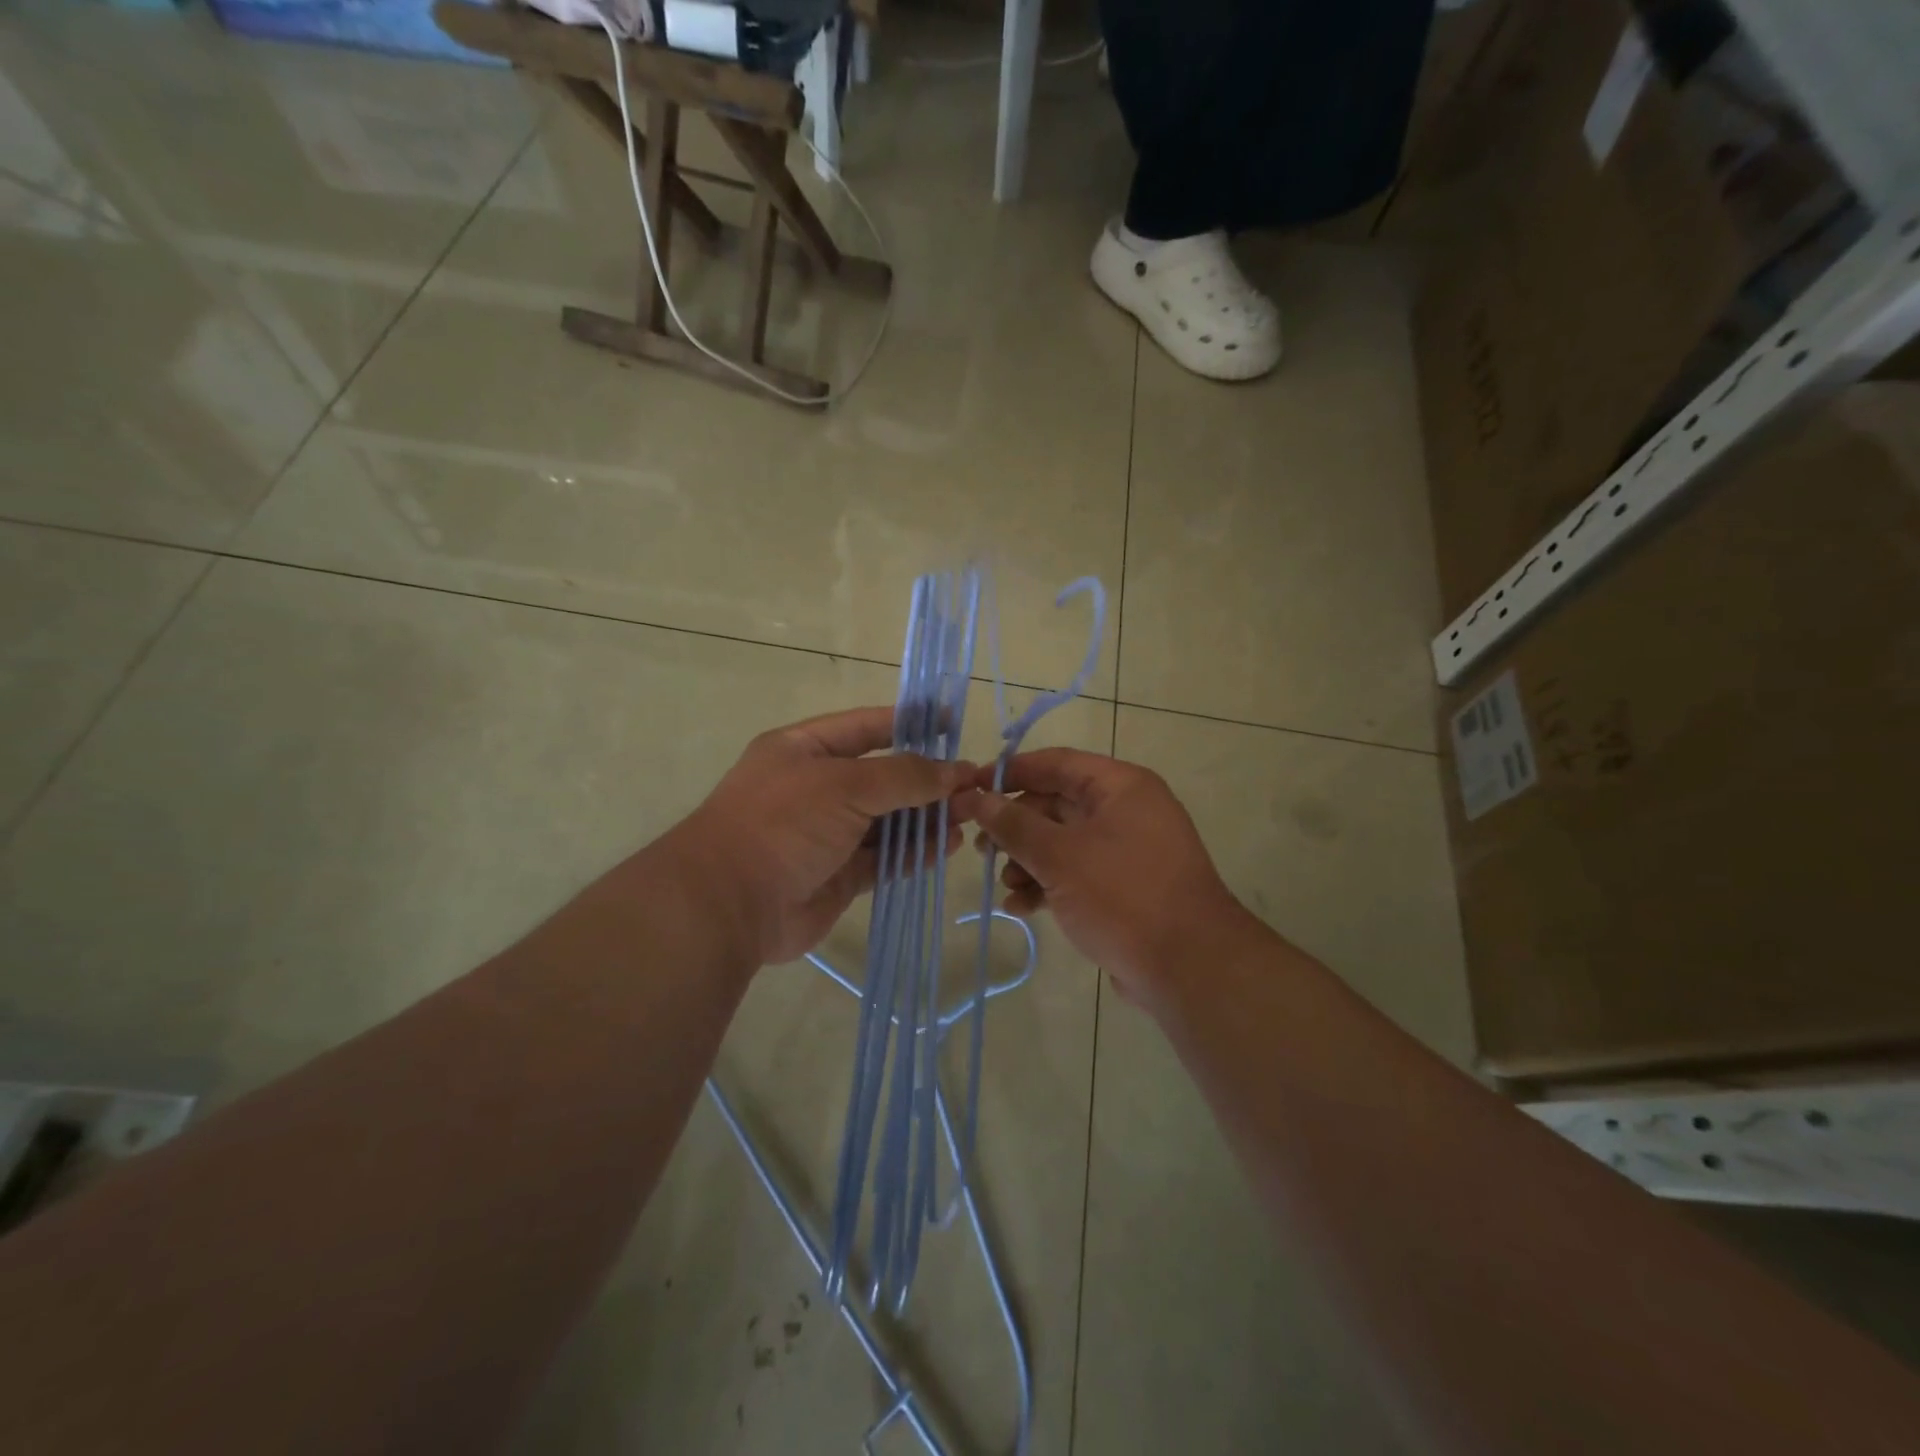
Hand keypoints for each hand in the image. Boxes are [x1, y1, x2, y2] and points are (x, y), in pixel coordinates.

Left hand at [672, 707, 974, 966]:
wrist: (729, 904)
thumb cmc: (783, 823)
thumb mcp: (845, 784)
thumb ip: (904, 776)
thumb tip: (956, 772)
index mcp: (804, 750)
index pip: (866, 727)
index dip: (909, 722)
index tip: (952, 722)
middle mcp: (815, 789)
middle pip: (882, 777)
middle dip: (926, 780)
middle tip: (973, 784)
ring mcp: (826, 835)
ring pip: (886, 821)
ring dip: (925, 818)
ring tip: (968, 815)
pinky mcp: (837, 876)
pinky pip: (883, 859)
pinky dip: (913, 852)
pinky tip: (945, 846)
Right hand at [965, 749, 1263, 1013]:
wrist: (1188, 967)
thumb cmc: (1123, 895)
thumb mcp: (1060, 856)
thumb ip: (1015, 825)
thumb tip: (978, 798)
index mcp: (1121, 787)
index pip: (1057, 763)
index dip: (1012, 772)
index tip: (971, 785)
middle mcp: (1127, 811)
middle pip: (1057, 804)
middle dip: (1016, 826)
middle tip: (979, 845)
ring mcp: (1127, 851)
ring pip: (1063, 843)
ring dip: (1028, 860)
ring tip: (1004, 884)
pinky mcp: (1124, 888)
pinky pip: (1077, 874)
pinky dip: (1048, 885)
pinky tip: (1022, 907)